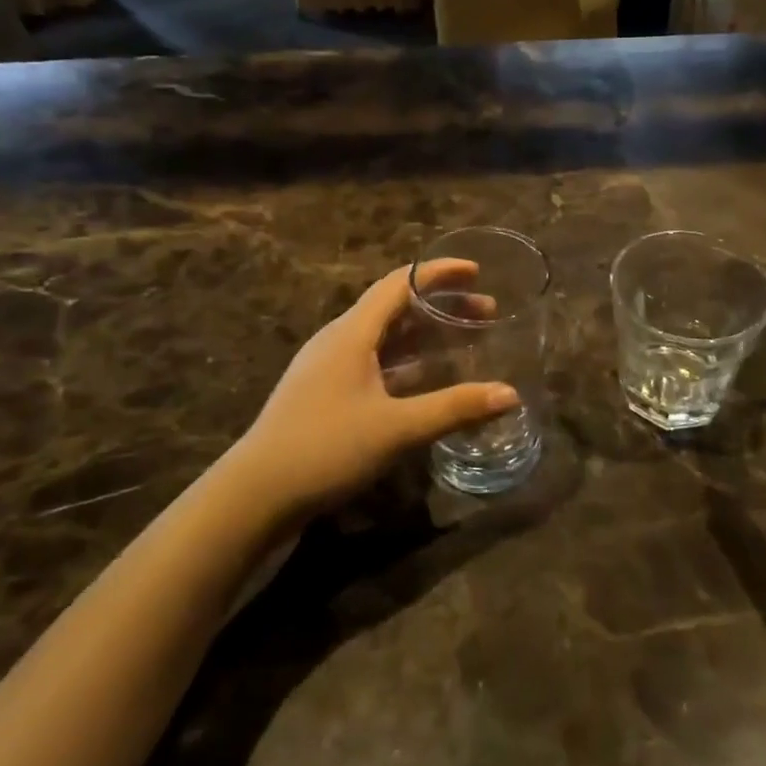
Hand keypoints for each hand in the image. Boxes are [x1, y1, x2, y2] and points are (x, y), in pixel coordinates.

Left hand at [224, 263, 519, 519]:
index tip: (476, 271)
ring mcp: (328, 368)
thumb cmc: (325, 448)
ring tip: (463, 341)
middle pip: (395, 308)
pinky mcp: (325, 394)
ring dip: (424, 335)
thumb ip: (454, 408)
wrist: (255, 494)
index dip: (439, 272)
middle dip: (441, 305)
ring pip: (385, 337)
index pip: (400, 283)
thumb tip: (510, 394)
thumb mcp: (397, 428)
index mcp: (352, 333)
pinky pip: (375, 363)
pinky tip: (426, 381)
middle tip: (485, 313)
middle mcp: (339, 340)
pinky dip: (407, 362)